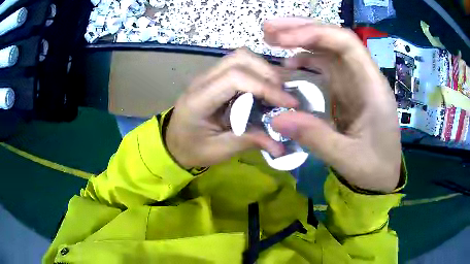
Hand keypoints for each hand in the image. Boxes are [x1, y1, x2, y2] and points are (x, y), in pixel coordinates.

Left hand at [165, 48, 297, 168]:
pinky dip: (257, 72)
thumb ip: (249, 141)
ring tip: (276, 92)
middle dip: (268, 73)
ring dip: (264, 70)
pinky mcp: (215, 77)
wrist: (174, 142)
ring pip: (241, 56)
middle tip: (282, 96)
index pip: (235, 78)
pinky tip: (265, 90)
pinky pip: (239, 64)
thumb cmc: (192, 149)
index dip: (265, 87)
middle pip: (240, 58)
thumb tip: (281, 146)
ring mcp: (208, 75)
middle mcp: (202, 81)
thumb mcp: (219, 151)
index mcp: (198, 100)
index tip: (288, 103)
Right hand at [264, 18, 400, 191]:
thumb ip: (316, 138)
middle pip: (335, 39)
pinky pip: (325, 66)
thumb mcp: (347, 159)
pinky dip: (306, 60)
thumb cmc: (374, 167)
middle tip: (269, 29)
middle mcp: (364, 77)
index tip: (284, 38)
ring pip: (328, 49)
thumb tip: (277, 118)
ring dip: (301, 39)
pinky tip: (290, 63)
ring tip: (272, 39)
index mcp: (372, 88)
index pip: (347, 44)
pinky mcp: (346, 90)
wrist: (384, 176)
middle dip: (302, 29)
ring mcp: (354, 82)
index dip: (316, 33)